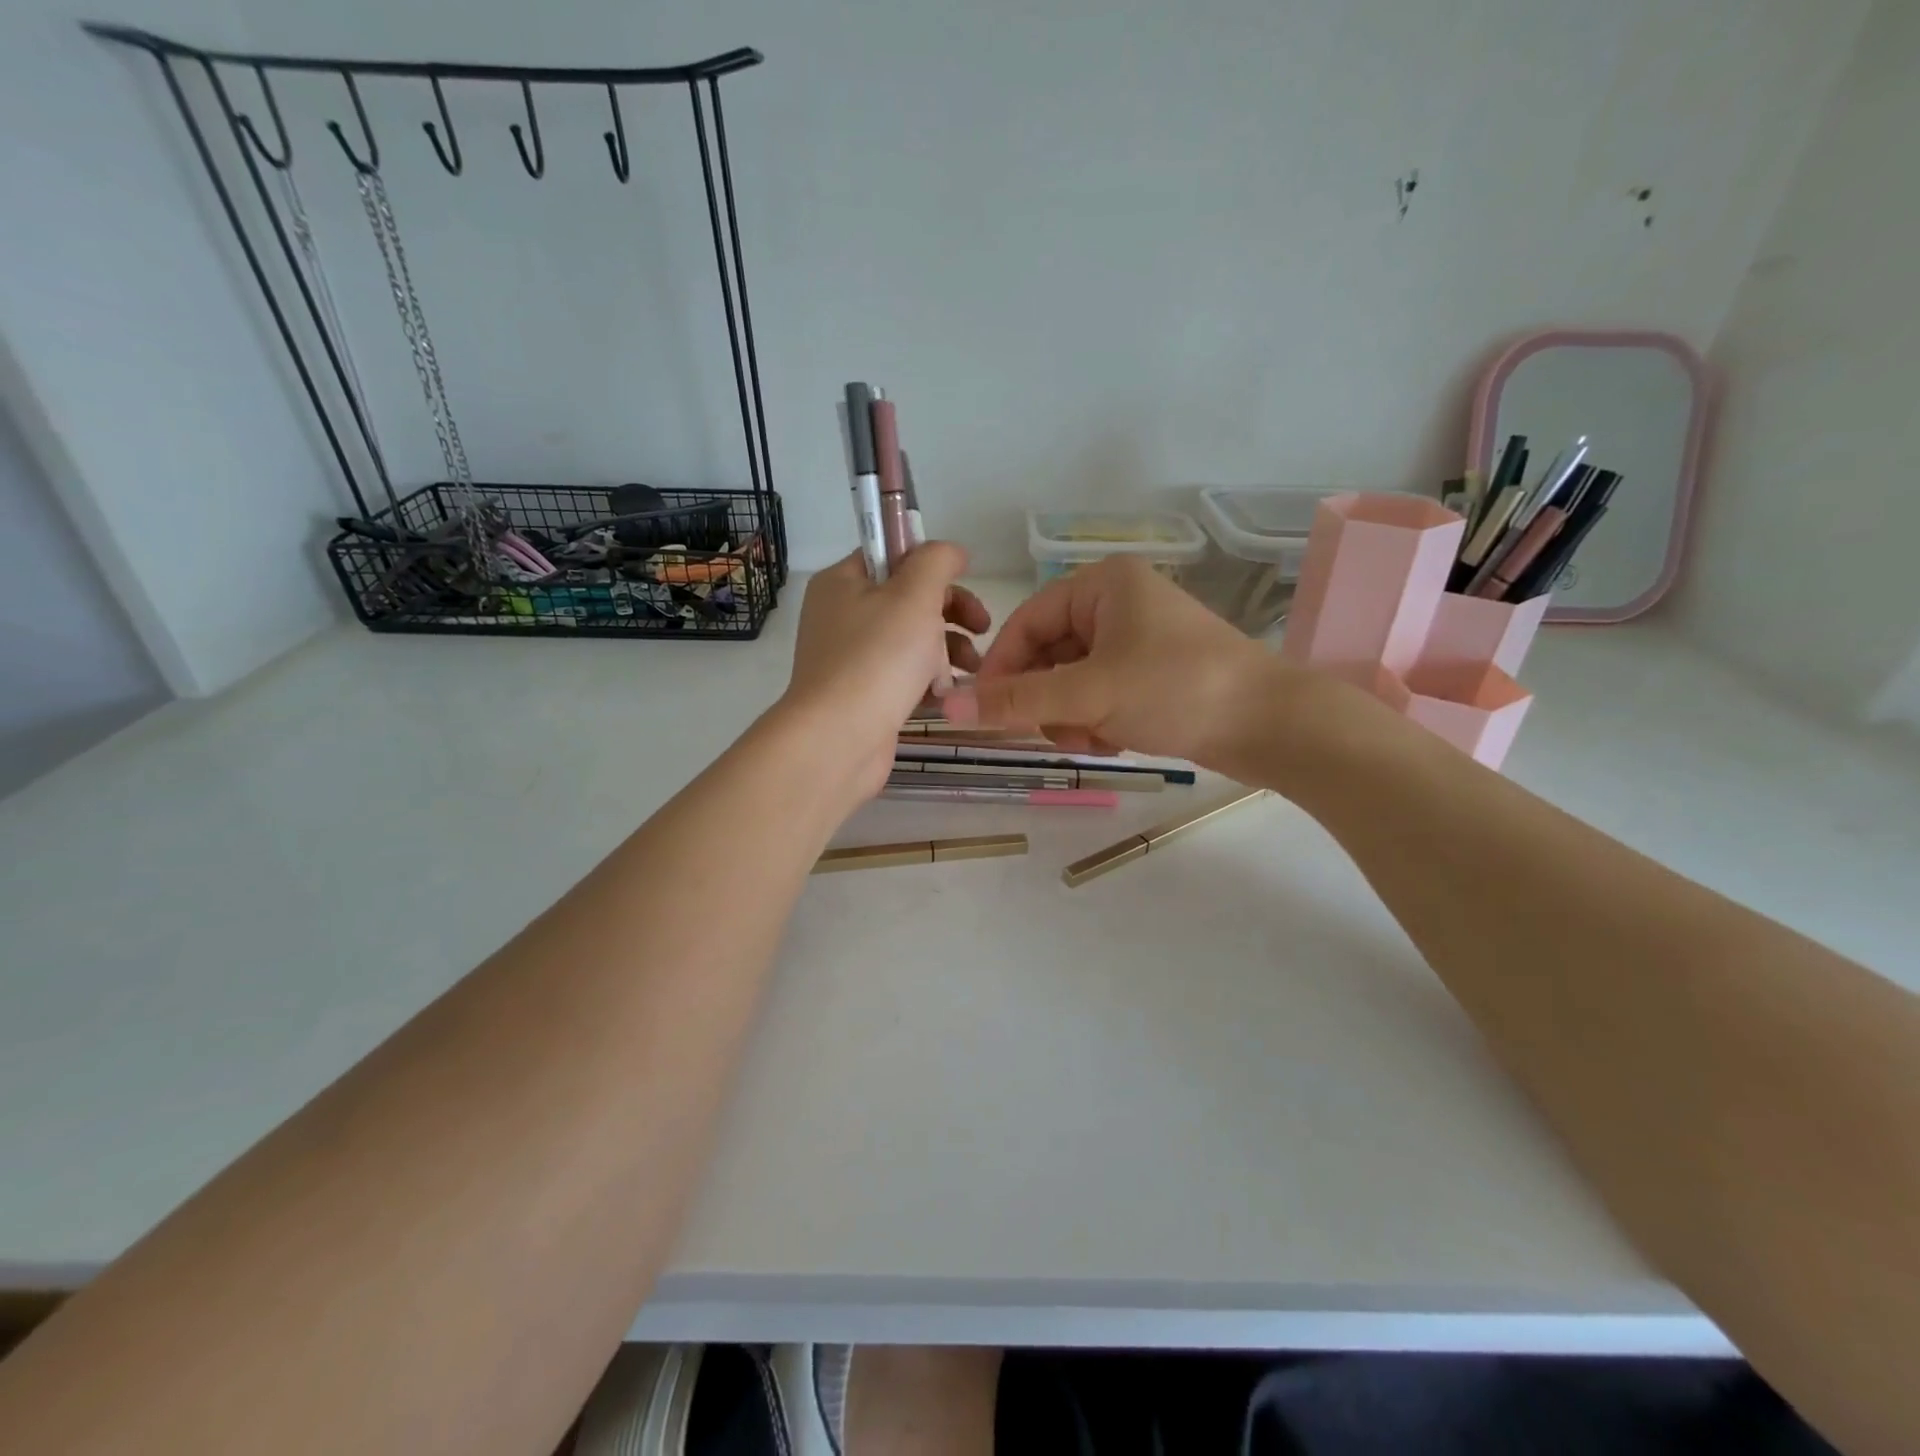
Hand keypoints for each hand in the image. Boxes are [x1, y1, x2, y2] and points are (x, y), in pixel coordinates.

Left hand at [781, 545, 990, 799]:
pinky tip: (951, 694)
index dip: (932, 564)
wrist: (839, 739)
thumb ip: (937, 561)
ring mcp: (851, 658)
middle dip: (951, 611)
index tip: (967, 580)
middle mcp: (842, 616)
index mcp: (843, 582)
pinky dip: (930, 679)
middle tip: (982, 627)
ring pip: (911, 640)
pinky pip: (904, 675)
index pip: (892, 555)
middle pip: (907, 599)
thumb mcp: (914, 595)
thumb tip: (951, 551)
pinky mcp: (864, 695)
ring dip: (948, 648)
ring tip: (972, 668)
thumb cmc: (878, 658)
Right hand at [943, 556, 1293, 769]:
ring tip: (1093, 739)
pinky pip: (1100, 693)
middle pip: (1048, 653)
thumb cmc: (1177, 689)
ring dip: (1071, 715)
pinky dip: (1097, 719)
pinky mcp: (1153, 673)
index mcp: (1103, 584)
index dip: (1001, 668)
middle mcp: (1118, 603)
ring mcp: (1137, 639)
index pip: (1026, 622)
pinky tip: (1114, 740)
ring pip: (1072, 680)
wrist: (1272, 725)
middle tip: (1052, 733)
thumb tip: (947, 707)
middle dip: (1046, 699)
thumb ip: (1017, 701)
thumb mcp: (1090, 694)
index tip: (982, 712)